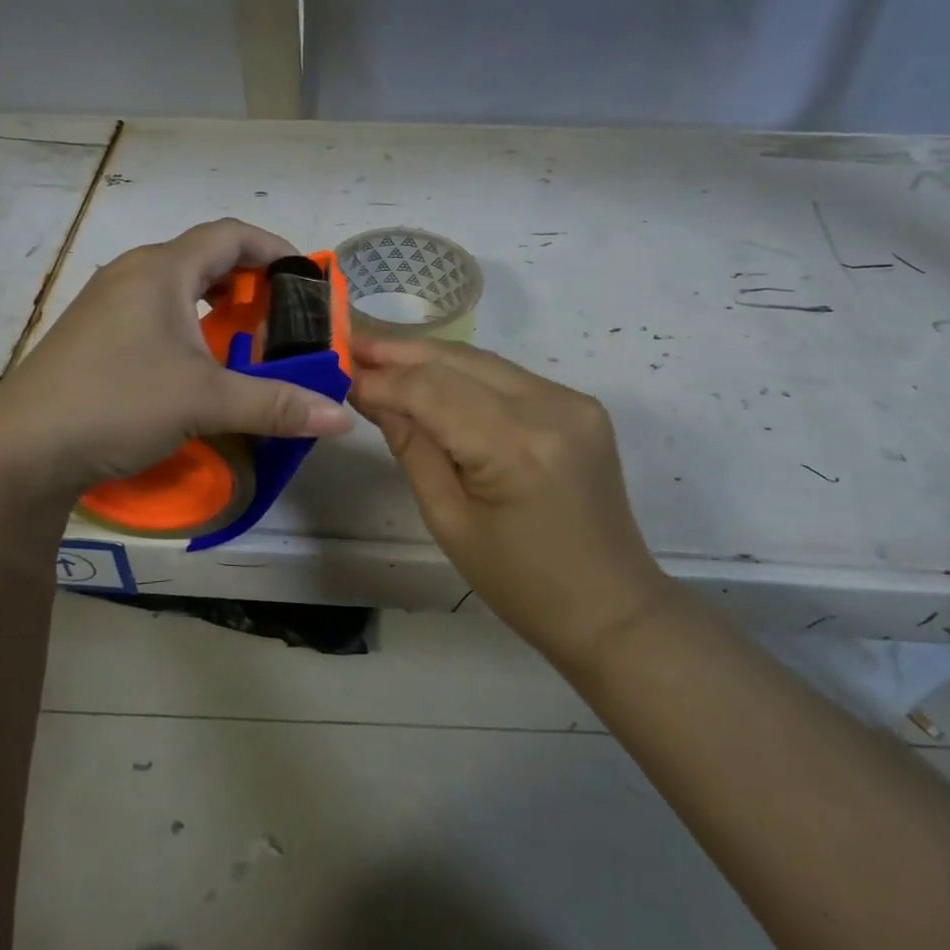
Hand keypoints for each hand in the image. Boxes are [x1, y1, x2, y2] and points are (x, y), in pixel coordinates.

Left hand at [0, 219, 352, 504]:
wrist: (21, 449)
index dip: (274, 248)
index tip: (306, 276)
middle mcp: (132, 273)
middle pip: (203, 256)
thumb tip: (341, 418)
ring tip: (243, 335)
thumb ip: (276, 404)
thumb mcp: (205, 401)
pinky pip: (153, 309)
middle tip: (280, 313)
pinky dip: (187, 321)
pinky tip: (194, 361)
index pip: (230, 235)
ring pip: (175, 284)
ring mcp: (106, 302)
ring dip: (216, 302)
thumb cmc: (117, 403)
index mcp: (161, 269)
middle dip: (248, 279)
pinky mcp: (92, 333)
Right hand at [350, 336, 667, 668]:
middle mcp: (550, 407)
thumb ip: (411, 446)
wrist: (609, 605)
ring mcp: (571, 400)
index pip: (432, 390)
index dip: (382, 378)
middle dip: (399, 352)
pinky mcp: (578, 403)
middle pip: (457, 360)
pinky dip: (461, 373)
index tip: (339, 370)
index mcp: (516, 447)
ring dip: (428, 357)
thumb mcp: (448, 520)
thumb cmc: (520, 582)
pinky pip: (505, 376)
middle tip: (351, 344)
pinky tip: (428, 376)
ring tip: (378, 354)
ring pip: (481, 361)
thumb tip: (370, 394)